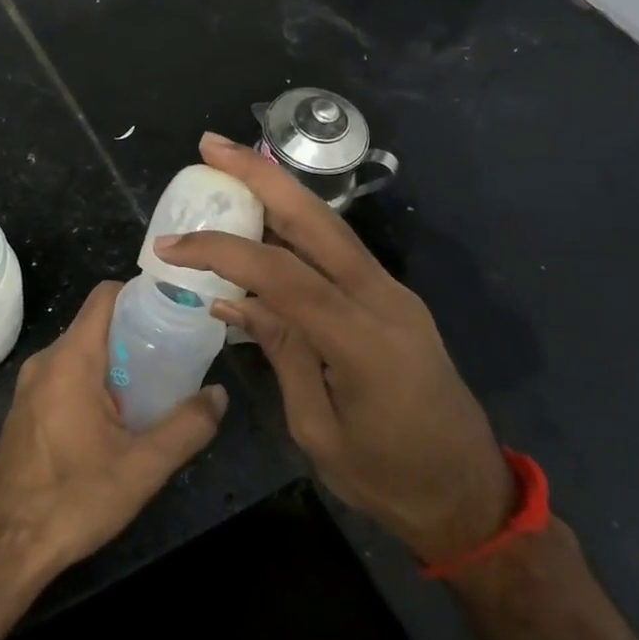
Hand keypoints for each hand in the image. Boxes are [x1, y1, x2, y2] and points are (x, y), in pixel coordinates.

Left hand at [0, 281, 227, 584]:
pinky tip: (120, 417)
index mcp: (71, 359)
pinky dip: (95, 381)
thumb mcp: (143, 467)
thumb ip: (187, 427)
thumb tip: (218, 395)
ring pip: (81, 353)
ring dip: (117, 361)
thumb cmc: (72, 499)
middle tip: (176, 354)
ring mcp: (30, 387)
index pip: (105, 297)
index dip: (141, 294)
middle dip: (136, 333)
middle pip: (96, 324)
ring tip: (156, 385)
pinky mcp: (25, 412)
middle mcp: (46, 362)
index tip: (175, 310)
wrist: (2, 549)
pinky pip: (66, 377)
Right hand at [156, 134, 513, 564]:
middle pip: (316, 221)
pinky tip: (267, 220)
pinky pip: (339, 251)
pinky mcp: (393, 298)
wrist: (467, 493)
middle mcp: (383, 299)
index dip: (223, 252)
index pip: (282, 275)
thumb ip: (281, 352)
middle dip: (261, 177)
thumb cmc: (387, 478)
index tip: (171, 246)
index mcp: (362, 341)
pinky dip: (298, 227)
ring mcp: (393, 293)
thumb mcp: (318, 429)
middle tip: (212, 146)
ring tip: (232, 165)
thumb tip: (232, 300)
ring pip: (330, 226)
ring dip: (280, 191)